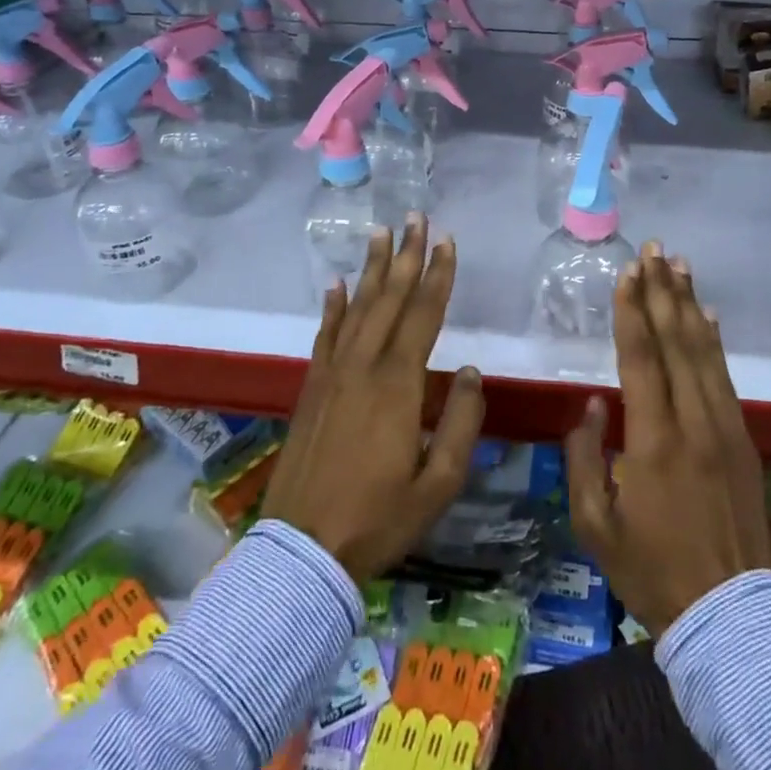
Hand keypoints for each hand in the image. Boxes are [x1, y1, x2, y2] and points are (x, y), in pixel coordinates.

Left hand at [265, 215, 485, 584]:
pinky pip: (325, 335)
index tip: (447, 241)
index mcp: (398, 385)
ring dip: (372, 269)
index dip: (438, 276)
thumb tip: (468, 372)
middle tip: (415, 217)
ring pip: (357, 308)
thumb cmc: (379, 519)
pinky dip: (333, 306)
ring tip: (380, 233)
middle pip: (390, 299)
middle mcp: (364, 366)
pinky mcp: (311, 388)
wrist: (302, 551)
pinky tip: (337, 285)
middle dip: (406, 256)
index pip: (424, 315)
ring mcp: (333, 374)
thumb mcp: (437, 484)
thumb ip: (460, 424)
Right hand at [566, 243, 770, 637]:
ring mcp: (725, 428)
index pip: (641, 358)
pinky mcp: (744, 439)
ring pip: (705, 352)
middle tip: (654, 250)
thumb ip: (583, 457)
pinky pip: (726, 376)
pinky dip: (715, 340)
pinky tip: (708, 315)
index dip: (632, 311)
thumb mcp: (595, 523)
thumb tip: (592, 404)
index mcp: (653, 440)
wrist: (728, 615)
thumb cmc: (651, 569)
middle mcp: (694, 422)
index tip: (627, 273)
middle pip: (677, 342)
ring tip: (680, 265)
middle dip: (663, 291)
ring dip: (690, 304)